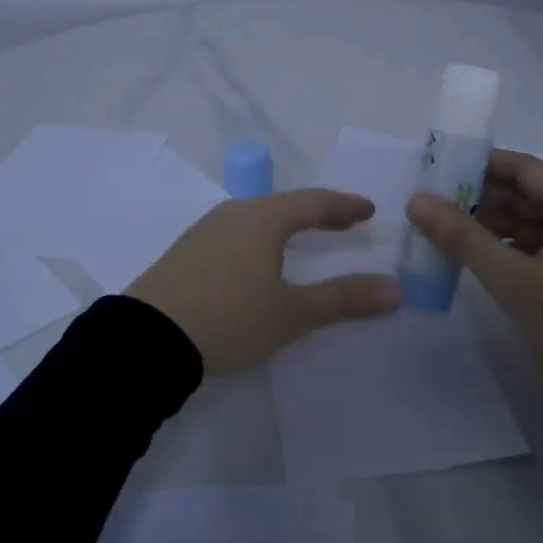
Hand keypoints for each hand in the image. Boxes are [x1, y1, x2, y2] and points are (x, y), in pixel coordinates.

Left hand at [127, 189, 402, 374]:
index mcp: (262, 219)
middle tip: (342, 224)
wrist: (146, 339)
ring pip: (255, 219)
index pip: (313, 202)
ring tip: (302, 240)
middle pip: (283, 206)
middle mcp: (233, 214)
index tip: (368, 210)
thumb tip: (396, 290)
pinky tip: (255, 261)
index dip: (344, 206)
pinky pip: (234, 235)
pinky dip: (259, 241)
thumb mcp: (291, 314)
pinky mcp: (184, 253)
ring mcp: (203, 231)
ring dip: (284, 227)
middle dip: (316, 214)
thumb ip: (343, 300)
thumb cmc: (229, 319)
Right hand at [405, 150, 542, 393]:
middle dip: (483, 199)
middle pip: (530, 192)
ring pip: (537, 220)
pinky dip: (516, 247)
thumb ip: (462, 237)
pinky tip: (485, 259)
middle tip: (436, 210)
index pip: (523, 168)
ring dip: (496, 225)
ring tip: (452, 236)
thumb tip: (416, 200)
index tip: (437, 175)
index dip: (478, 167)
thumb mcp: (513, 280)